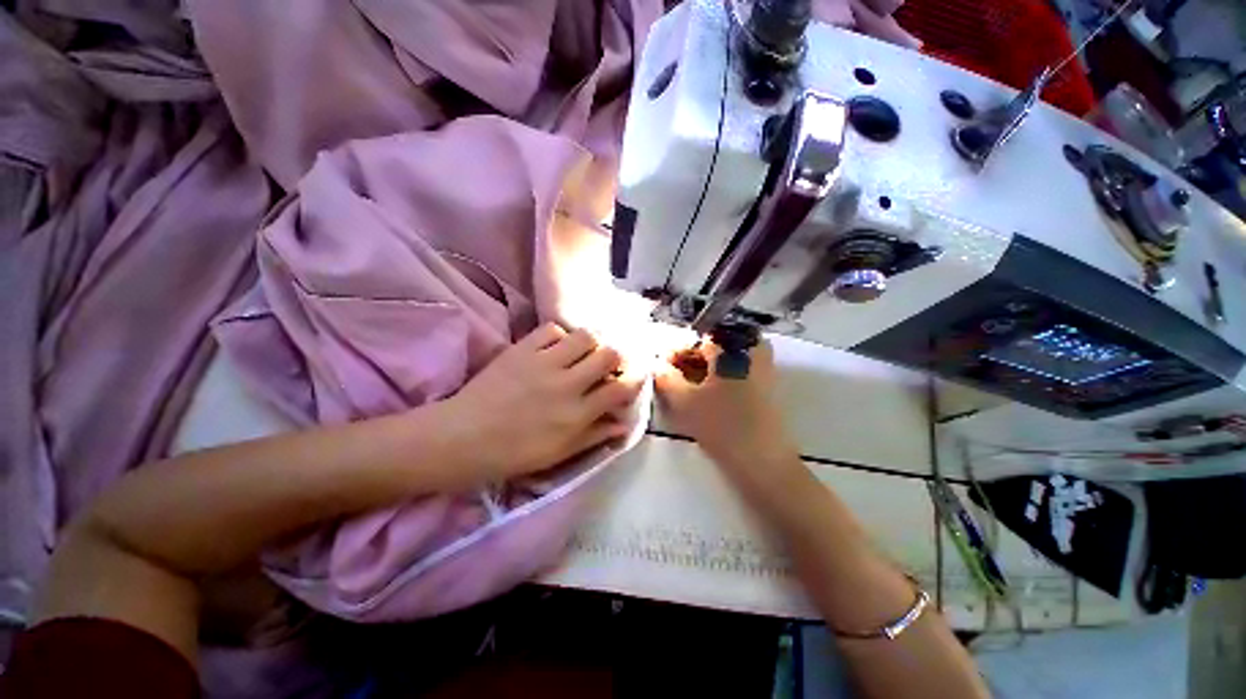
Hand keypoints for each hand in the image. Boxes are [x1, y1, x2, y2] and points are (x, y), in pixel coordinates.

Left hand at [446, 323, 641, 481]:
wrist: (462, 438)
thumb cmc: (514, 453)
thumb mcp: (560, 453)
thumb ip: (595, 436)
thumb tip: (624, 424)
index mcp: (577, 414)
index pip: (620, 389)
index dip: (634, 380)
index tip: (634, 377)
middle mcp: (567, 384)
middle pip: (608, 354)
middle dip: (616, 357)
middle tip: (608, 364)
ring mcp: (544, 363)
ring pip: (585, 336)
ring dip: (590, 343)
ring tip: (582, 353)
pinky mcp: (522, 349)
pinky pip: (552, 329)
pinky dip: (559, 336)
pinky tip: (554, 348)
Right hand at [655, 340, 794, 466]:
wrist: (764, 462)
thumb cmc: (723, 426)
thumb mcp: (685, 401)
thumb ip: (666, 378)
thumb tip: (656, 365)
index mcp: (733, 348)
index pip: (698, 339)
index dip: (675, 350)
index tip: (660, 365)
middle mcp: (751, 350)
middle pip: (712, 346)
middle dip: (688, 358)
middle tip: (670, 375)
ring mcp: (762, 367)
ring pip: (723, 359)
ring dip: (700, 368)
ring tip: (682, 385)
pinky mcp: (764, 385)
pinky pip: (734, 371)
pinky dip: (715, 377)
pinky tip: (702, 392)